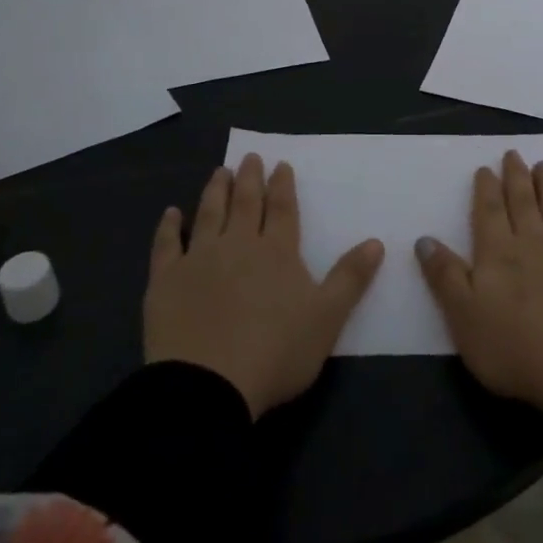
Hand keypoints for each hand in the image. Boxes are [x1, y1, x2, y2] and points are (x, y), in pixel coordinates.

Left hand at [145, 153, 384, 417]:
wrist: (208, 385)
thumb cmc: (276, 352)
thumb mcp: (327, 318)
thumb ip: (350, 278)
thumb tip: (376, 241)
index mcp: (277, 251)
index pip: (282, 209)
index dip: (282, 186)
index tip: (281, 164)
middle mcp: (238, 244)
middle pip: (245, 203)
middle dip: (249, 178)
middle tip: (250, 156)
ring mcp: (199, 259)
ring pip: (209, 214)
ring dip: (215, 191)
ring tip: (219, 171)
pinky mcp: (166, 280)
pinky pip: (166, 245)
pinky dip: (169, 226)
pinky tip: (171, 213)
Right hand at [416, 151, 542, 415]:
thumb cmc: (513, 349)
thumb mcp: (463, 318)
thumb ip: (444, 276)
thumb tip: (424, 239)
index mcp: (498, 252)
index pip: (488, 210)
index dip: (485, 188)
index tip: (485, 168)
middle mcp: (534, 241)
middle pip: (523, 201)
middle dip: (516, 176)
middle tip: (514, 154)